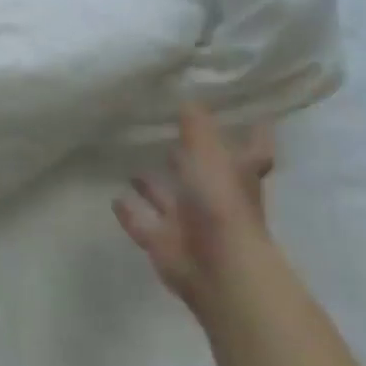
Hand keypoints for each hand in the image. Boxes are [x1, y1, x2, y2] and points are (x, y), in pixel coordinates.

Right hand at [115, 103, 275, 325]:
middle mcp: (216, 199)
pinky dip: (131, 212)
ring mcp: (191, 224)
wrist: (217, 269)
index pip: (251, 151)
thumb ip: (196, 126)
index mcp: (236, 176)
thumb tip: (188, 96)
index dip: (251, 134)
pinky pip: (143, 223)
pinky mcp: (165, 243)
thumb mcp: (208, 153)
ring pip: (169, 200)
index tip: (246, 115)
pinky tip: (114, 197)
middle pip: (203, 175)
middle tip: (166, 136)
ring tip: (131, 165)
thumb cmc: (221, 203)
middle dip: (186, 159)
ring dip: (153, 186)